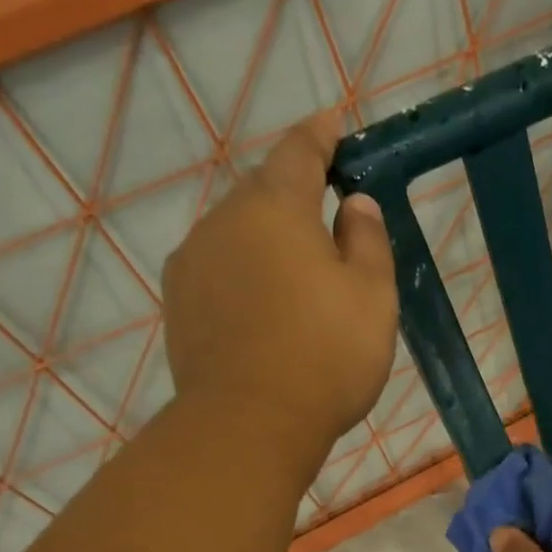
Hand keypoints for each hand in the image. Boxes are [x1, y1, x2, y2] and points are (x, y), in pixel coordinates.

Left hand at [161, 113, 397, 477]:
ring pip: (237, 232)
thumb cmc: (326, 355)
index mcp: (275, 207)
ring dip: (267, 238)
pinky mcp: (179, 303)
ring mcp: (193, 262)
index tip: (334, 126)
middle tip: (329, 218)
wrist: (249, 424)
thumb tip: (355, 205)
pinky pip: (219, 269)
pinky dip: (244, 272)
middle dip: (295, 194)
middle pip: (263, 191)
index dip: (320, 136)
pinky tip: (264, 305)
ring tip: (298, 272)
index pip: (299, 151)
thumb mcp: (372, 297)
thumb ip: (368, 241)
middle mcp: (224, 221)